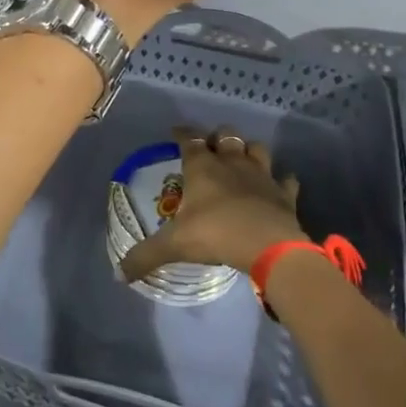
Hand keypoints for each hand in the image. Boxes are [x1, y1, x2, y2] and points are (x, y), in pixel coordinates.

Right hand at [119, 126, 303, 281]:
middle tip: (211, 148)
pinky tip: (277, 186)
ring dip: (249, 151)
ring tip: (242, 160)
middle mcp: (231, 162)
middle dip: (217, 137)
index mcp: (202, 167)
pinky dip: (281, 181)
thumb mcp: (174, 245)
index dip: (182, 133)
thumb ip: (145, 256)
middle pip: (226, 135)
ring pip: (257, 148)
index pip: (189, 139)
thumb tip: (119, 274)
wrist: (268, 246)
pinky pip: (286, 180)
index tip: (176, 132)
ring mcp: (261, 175)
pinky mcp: (283, 193)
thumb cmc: (215, 234)